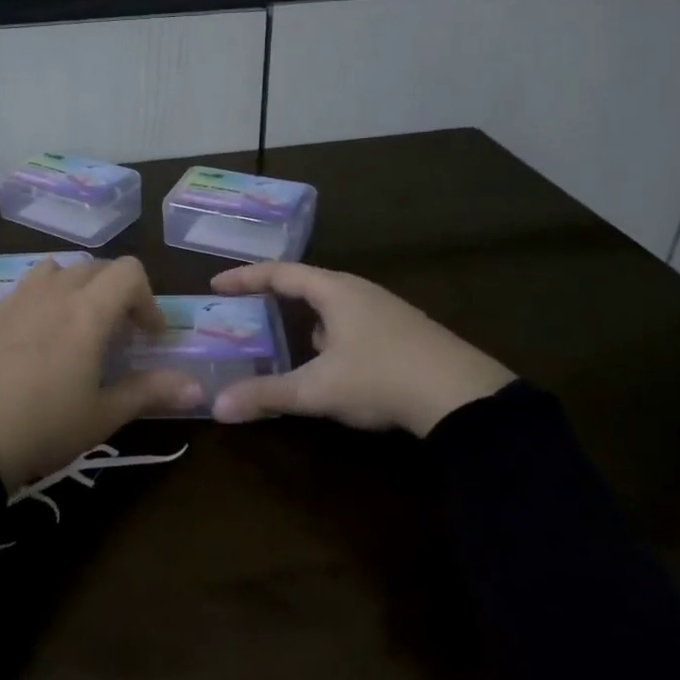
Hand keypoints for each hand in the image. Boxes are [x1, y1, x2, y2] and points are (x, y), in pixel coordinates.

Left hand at [0, 257, 202, 491]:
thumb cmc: (41, 428)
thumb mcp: (101, 416)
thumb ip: (150, 392)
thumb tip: (197, 388)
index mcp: (87, 312)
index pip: (129, 272)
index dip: (146, 299)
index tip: (148, 336)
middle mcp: (52, 293)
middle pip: (95, 268)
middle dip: (115, 294)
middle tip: (116, 336)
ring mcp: (14, 300)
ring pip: (56, 272)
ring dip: (76, 289)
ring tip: (74, 329)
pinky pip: (24, 291)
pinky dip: (42, 302)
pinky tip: (33, 344)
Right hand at [208, 262, 514, 436]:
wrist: (463, 397)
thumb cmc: (381, 378)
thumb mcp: (317, 390)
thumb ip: (266, 396)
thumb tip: (216, 406)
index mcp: (335, 291)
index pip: (280, 273)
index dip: (245, 277)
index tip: (217, 285)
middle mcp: (360, 291)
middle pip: (307, 284)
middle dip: (274, 297)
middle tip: (246, 309)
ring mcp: (386, 310)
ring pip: (333, 305)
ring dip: (305, 317)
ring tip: (285, 339)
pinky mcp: (404, 332)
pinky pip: (353, 322)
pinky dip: (330, 333)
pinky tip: (332, 362)